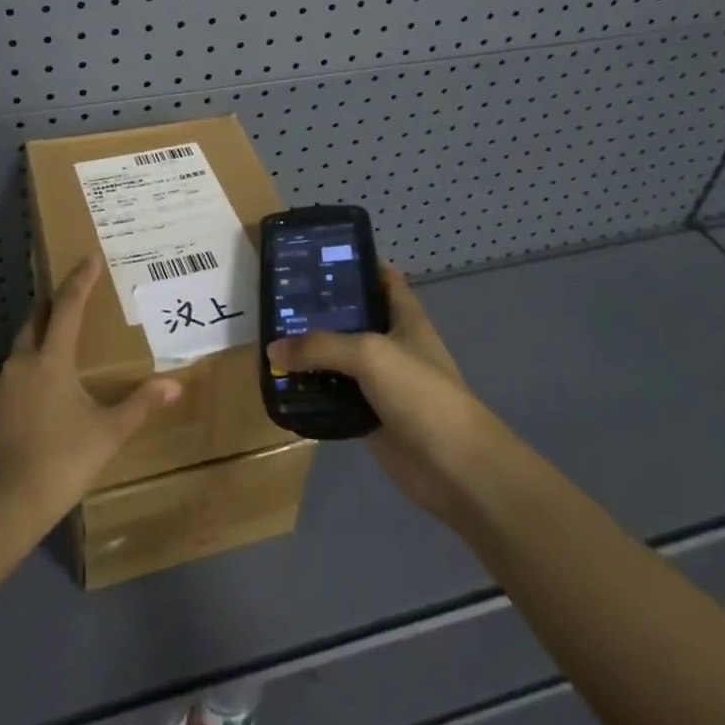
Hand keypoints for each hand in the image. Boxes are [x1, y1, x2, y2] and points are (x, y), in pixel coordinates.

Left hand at [0, 257, 180, 528]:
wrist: (2, 508)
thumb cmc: (62, 462)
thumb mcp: (108, 434)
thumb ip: (140, 405)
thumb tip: (175, 385)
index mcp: (51, 360)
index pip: (69, 306)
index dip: (80, 280)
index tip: (89, 257)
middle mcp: (19, 364)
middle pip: (35, 322)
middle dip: (52, 308)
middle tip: (68, 303)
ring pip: (18, 358)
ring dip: (36, 353)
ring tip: (55, 368)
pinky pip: (5, 391)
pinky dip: (20, 390)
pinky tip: (32, 413)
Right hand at [267, 264, 491, 522]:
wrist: (456, 469)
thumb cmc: (421, 394)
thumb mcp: (369, 354)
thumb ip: (320, 346)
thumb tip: (272, 350)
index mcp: (404, 317)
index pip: (381, 277)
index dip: (354, 262)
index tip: (314, 255)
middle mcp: (391, 343)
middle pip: (351, 317)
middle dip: (318, 308)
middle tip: (277, 297)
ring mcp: (380, 381)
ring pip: (338, 358)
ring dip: (309, 352)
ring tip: (268, 336)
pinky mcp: (368, 414)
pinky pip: (333, 395)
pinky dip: (311, 391)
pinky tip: (281, 383)